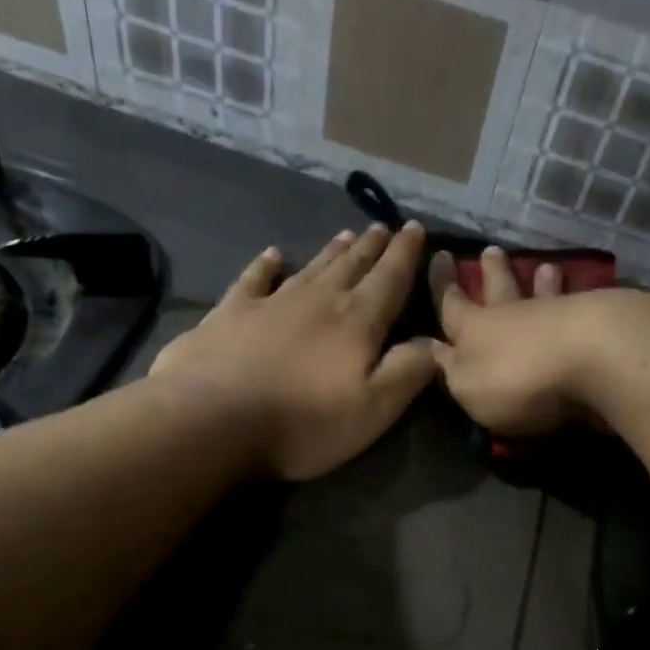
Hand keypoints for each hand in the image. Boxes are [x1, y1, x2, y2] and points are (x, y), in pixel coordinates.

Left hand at [150, 223, 436, 479]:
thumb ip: (408, 372)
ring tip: (347, 235)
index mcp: (357, 322)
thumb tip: (435, 342)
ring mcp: (271, 303)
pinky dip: (266, 265)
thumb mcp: (374, 409)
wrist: (214, 419)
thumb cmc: (304, 422)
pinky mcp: (231, 313)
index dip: (405, 255)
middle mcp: (317, 300)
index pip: (389, 280)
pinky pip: (254, 279)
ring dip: (331, 252)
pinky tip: (272, 255)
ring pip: (310, 268)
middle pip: (351, 266)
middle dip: (371, 247)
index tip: (415, 228)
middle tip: (383, 228)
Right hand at [428, 247, 619, 435]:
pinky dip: (574, 300)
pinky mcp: (593, 324)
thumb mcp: (467, 386)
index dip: (443, 284)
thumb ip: (451, 370)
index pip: (451, 304)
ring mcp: (555, 315)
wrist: (591, 357)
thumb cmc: (516, 379)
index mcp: (473, 330)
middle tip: (490, 251)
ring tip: (545, 266)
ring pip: (541, 294)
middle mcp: (511, 315)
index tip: (440, 256)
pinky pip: (576, 306)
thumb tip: (433, 350)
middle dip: (492, 273)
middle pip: (498, 290)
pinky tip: (581, 296)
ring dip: (540, 281)